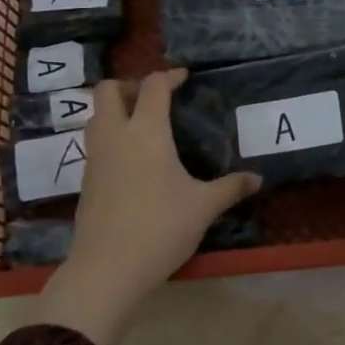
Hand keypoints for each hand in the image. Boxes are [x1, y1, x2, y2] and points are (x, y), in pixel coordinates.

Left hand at [29, 69, 259, 344]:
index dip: (169, 76)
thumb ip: (230, 188)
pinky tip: (133, 159)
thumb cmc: (160, 228)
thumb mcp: (203, 207)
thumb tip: (258, 178)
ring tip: (144, 125)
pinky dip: (112, 135)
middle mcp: (115, 135)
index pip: (152, 86)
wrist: (107, 268)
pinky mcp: (86, 179)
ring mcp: (95, 157)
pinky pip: (95, 141)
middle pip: (109, 89)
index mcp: (146, 131)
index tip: (184, 78)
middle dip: (131, 85)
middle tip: (155, 99)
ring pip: (96, 115)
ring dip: (116, 109)